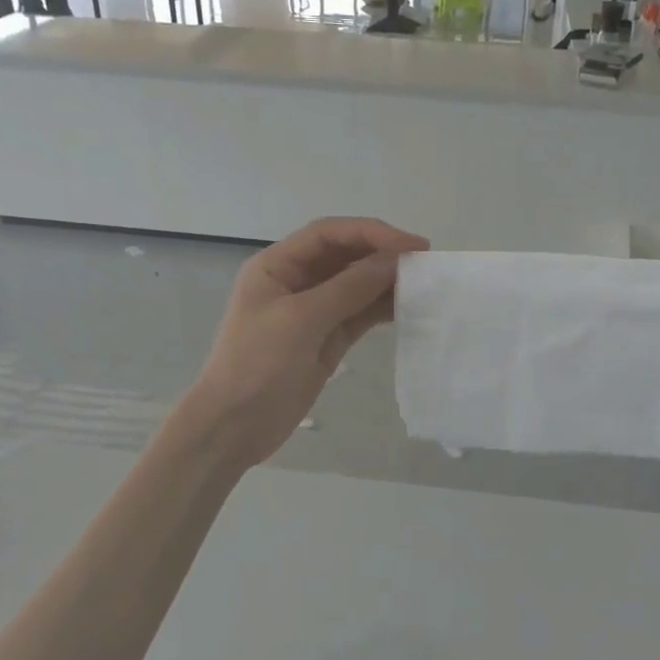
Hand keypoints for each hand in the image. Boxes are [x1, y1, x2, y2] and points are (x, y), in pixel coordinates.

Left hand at [175, 217, 428, 470]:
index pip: (329, 234)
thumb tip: (394, 261)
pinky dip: (382, 309)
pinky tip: (408, 308)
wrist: (234, 427)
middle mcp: (295, 281)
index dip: (371, 232)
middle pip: (345, 255)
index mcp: (277, 265)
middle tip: (424, 264)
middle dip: (382, 255)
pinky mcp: (326, 338)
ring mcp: (312, 311)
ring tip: (423, 285)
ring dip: (386, 282)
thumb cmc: (258, 365)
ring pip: (356, 285)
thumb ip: (349, 288)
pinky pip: (359, 314)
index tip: (411, 245)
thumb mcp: (302, 321)